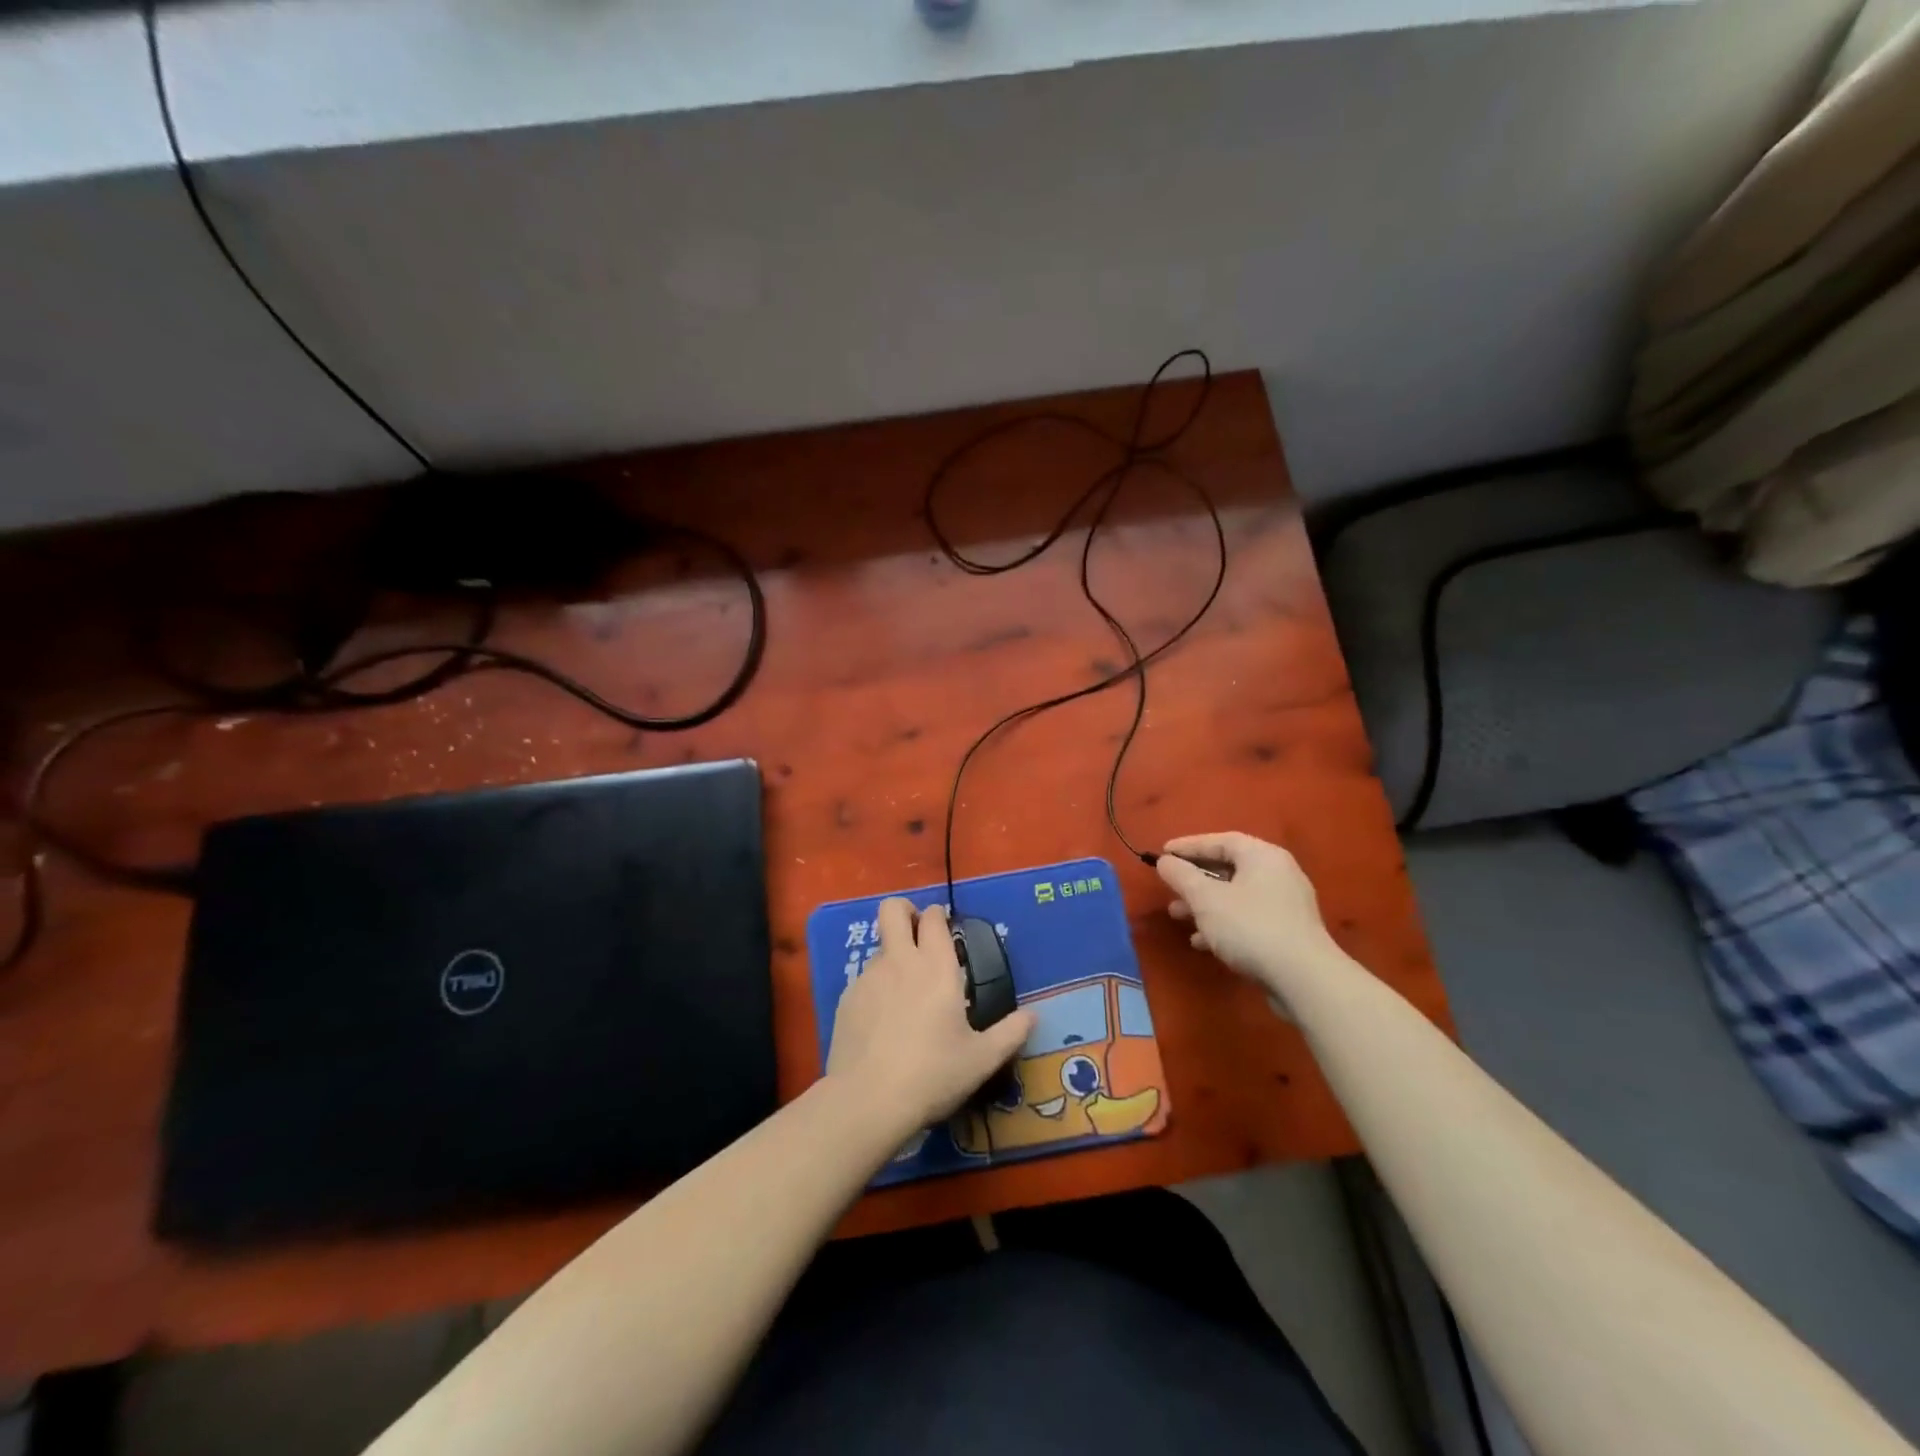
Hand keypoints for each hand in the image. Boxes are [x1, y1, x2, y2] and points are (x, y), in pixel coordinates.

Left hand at [826, 898, 1034, 1135]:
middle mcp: (900, 961)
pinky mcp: (846, 999)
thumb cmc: (932, 1074)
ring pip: (880, 947)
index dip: (938, 915)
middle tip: (917, 933)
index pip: (933, 918)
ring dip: (893, 956)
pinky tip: (883, 1023)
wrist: (868, 1100)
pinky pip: (864, 980)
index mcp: (936, 967)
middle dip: (905, 911)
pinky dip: (876, 989)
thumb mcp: (981, 1059)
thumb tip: (1033, 1016)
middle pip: (893, 910)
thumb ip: (1010, 1033)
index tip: (945, 927)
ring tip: (905, 994)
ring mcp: (868, 978)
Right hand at [1156, 832, 1344, 1010]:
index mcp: (1263, 856)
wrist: (1303, 979)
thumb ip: (1181, 876)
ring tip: (1177, 916)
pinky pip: (1248, 918)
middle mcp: (1278, 874)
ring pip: (1236, 896)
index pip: (1221, 840)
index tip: (1162, 854)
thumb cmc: (1250, 927)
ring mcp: (1286, 905)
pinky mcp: (1287, 933)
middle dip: (1194, 879)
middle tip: (1169, 887)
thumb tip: (1165, 861)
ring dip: (1204, 904)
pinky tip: (1202, 942)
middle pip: (1229, 868)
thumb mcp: (1206, 898)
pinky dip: (1223, 924)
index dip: (1189, 846)